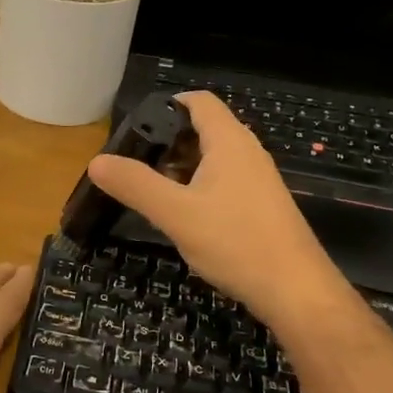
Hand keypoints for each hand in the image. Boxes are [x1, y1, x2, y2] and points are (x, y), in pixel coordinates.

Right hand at [87, 92, 351, 335]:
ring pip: (213, 159)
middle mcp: (247, 152)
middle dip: (168, 142)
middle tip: (135, 164)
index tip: (136, 127)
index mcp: (229, 142)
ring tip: (152, 191)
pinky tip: (183, 216)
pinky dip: (199, 188)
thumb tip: (96, 161)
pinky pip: (224, 182)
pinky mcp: (261, 206)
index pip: (198, 101)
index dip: (166, 105)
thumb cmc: (235, 242)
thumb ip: (135, 185)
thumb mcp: (175, 213)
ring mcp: (258, 180)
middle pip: (204, 129)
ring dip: (182, 168)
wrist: (295, 290)